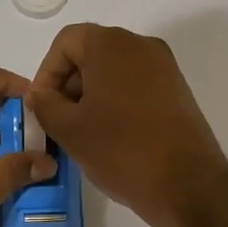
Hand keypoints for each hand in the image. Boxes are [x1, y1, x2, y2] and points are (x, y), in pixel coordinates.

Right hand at [28, 24, 227, 226]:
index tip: (42, 107)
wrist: (186, 184)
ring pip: (114, 71)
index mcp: (112, 44)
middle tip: (58, 122)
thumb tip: (41, 95)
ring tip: (83, 133)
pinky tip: (111, 136)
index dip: (46, 73)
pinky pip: (136, 85)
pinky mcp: (177, 90)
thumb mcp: (69, 130)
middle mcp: (141, 45)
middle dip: (69, 85)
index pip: (66, 42)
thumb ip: (45, 105)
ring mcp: (164, 67)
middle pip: (91, 53)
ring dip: (91, 96)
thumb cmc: (121, 150)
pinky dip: (116, 102)